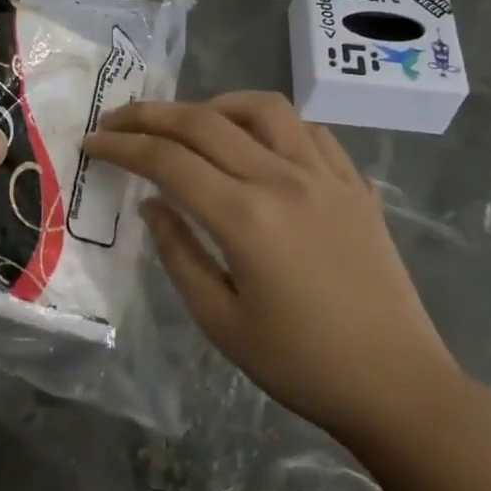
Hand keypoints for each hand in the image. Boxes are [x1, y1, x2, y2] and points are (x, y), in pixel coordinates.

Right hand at [83, 92, 462, 442]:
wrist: (397, 385)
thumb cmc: (300, 364)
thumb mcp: (220, 321)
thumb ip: (178, 253)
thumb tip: (153, 204)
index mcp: (245, 216)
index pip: (167, 160)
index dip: (123, 146)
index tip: (93, 142)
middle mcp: (283, 179)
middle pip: (204, 121)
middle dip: (151, 114)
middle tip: (119, 119)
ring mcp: (326, 175)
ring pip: (262, 108)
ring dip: (215, 105)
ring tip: (190, 124)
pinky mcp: (355, 184)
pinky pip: (308, 130)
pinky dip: (271, 124)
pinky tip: (257, 145)